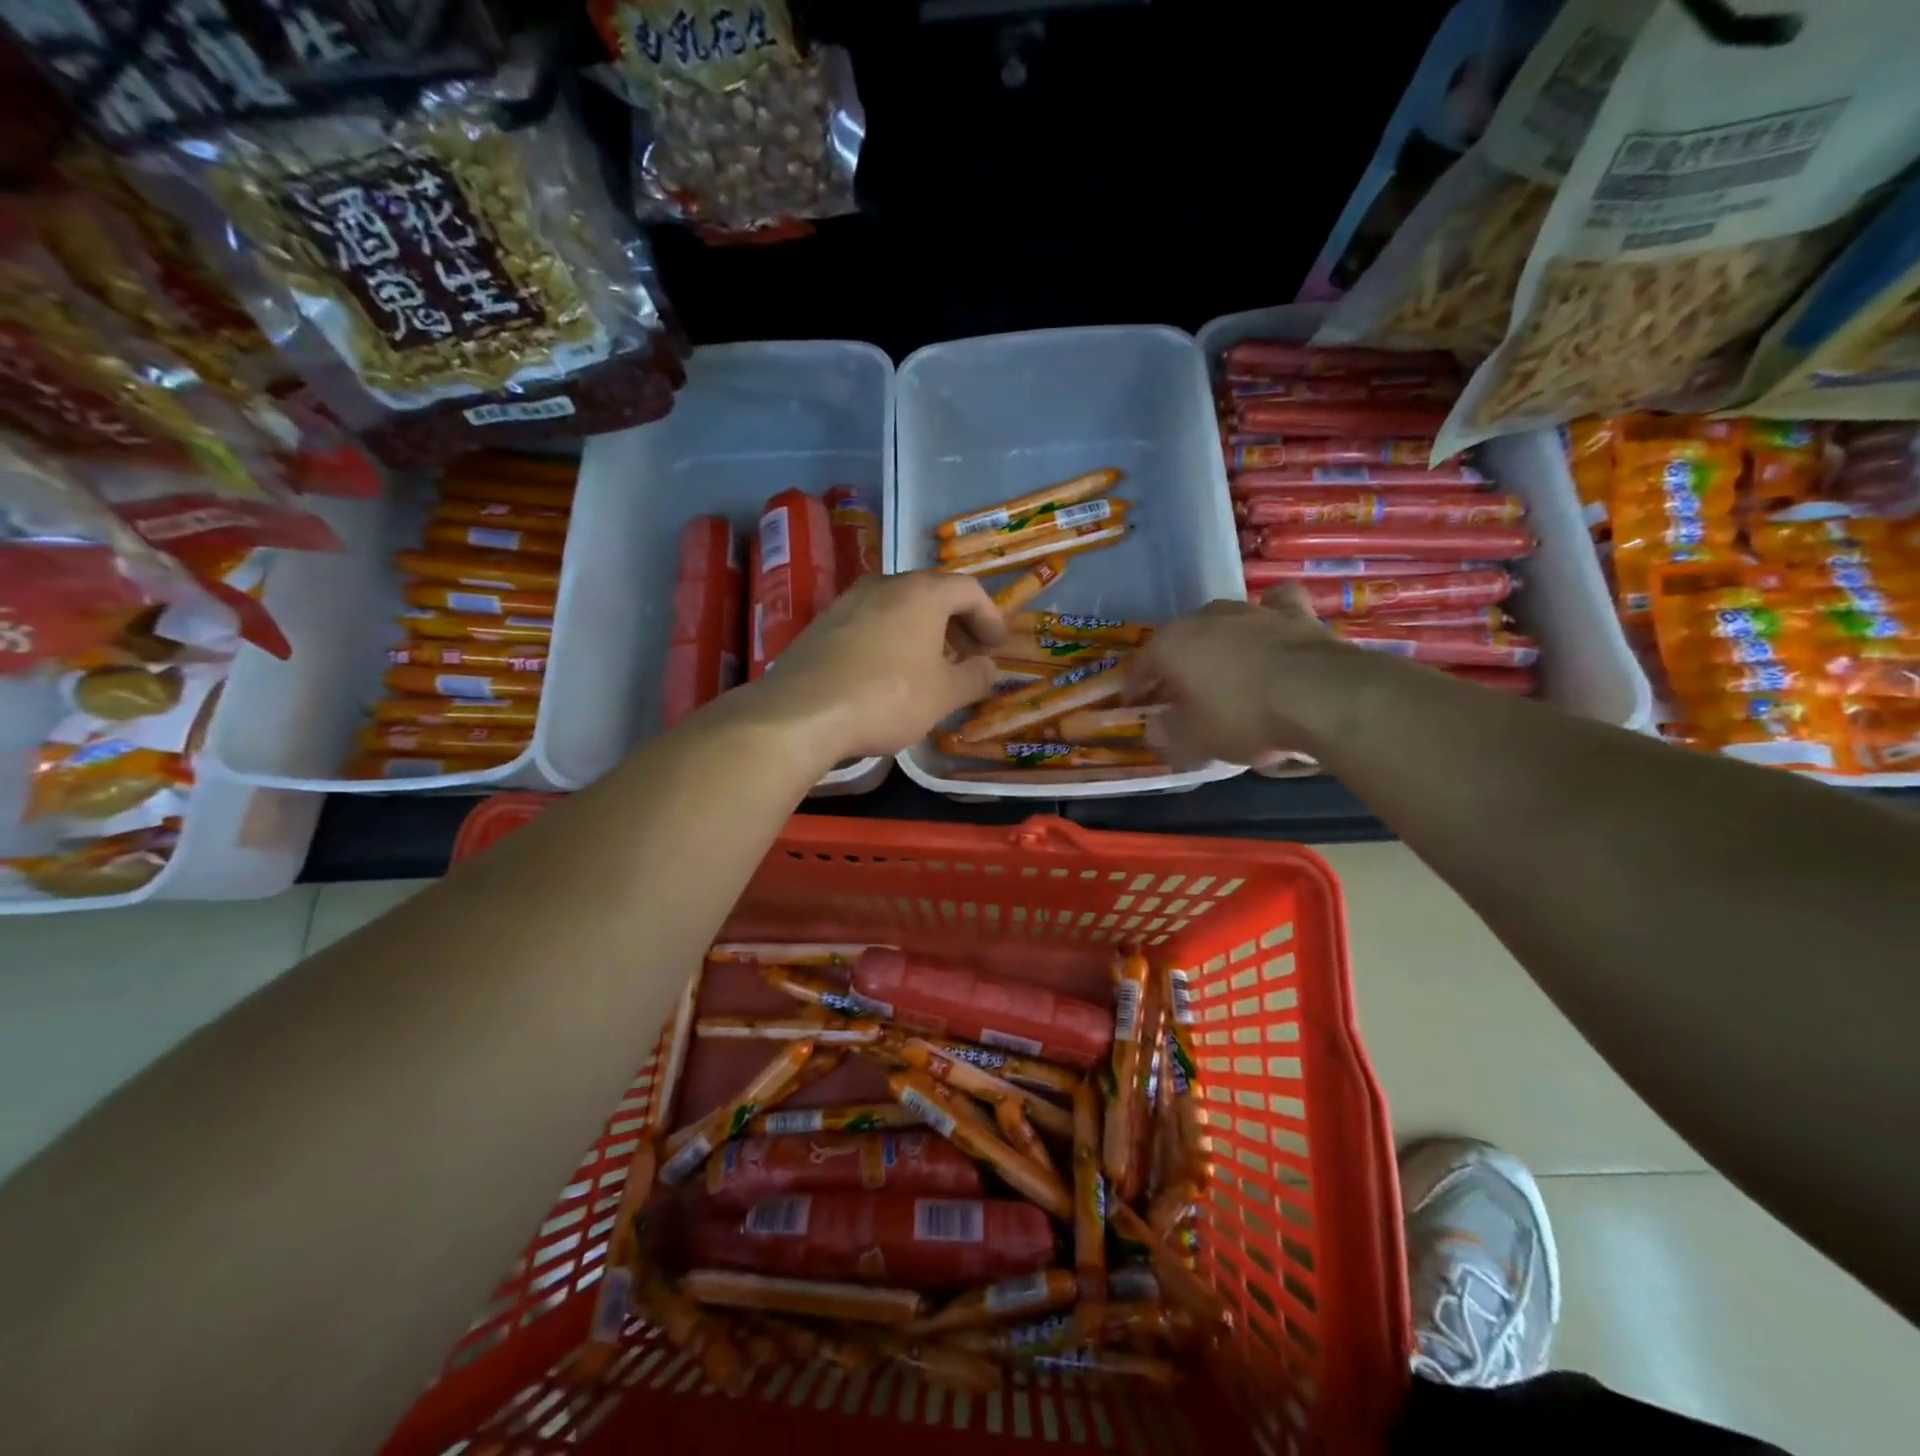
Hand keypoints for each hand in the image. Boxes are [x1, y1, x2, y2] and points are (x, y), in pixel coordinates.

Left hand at [750, 571, 1007, 761]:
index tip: (996, 646)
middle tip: (969, 655)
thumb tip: (988, 667)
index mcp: (922, 592)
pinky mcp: (823, 624)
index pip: (968, 589)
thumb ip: (974, 677)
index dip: (990, 617)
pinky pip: (870, 622)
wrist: (803, 711)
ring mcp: (848, 601)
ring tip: (932, 666)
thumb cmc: (888, 697)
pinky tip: (889, 673)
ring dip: (923, 632)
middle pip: (932, 593)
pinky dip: (892, 639)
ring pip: (898, 607)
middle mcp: (885, 584)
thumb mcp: (944, 695)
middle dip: (957, 624)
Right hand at [1125, 586, 1350, 765]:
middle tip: (1179, 692)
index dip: (1137, 688)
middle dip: (1176, 664)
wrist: (1323, 697)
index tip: (1136, 705)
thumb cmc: (1244, 717)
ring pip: (1224, 621)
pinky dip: (1270, 617)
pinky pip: (1274, 607)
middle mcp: (1206, 618)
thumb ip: (1168, 734)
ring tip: (1223, 667)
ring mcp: (1252, 610)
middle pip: (1181, 641)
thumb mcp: (1196, 740)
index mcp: (1173, 644)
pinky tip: (1271, 630)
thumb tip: (1154, 730)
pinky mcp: (1295, 613)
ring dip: (1218, 642)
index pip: (1143, 666)